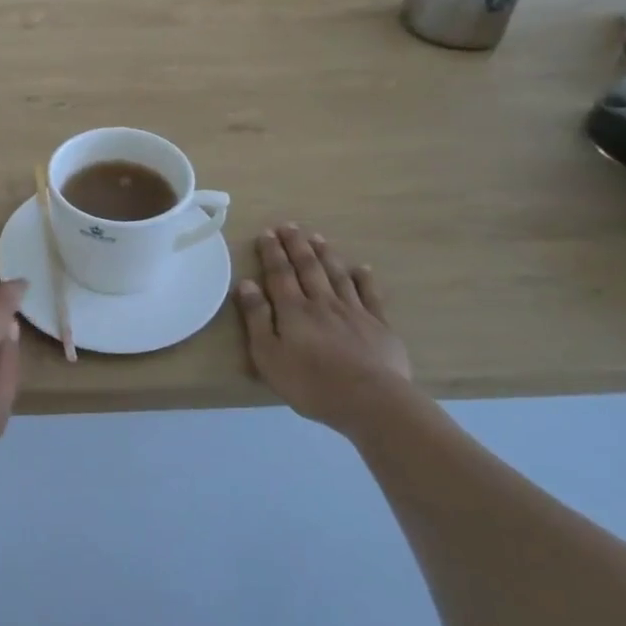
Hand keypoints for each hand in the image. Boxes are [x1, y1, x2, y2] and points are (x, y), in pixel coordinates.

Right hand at [236, 225, 410, 429]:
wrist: (370, 400)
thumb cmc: (311, 382)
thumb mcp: (268, 356)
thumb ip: (256, 318)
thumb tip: (246, 283)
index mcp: (293, 310)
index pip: (280, 273)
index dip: (272, 252)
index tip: (267, 232)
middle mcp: (322, 302)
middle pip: (308, 267)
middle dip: (297, 245)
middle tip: (290, 226)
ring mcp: (354, 312)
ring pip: (337, 275)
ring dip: (326, 255)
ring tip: (317, 238)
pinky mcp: (379, 326)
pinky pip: (370, 295)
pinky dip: (364, 279)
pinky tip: (361, 268)